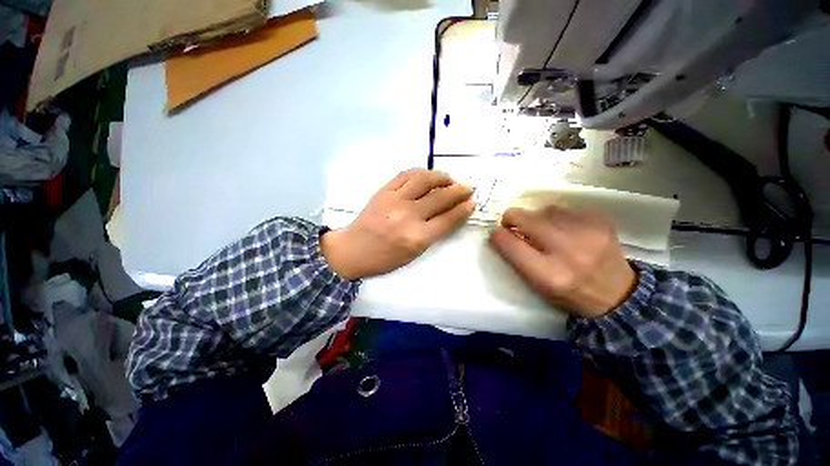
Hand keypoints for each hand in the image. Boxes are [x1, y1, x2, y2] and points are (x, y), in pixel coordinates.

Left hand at [322, 169, 474, 279]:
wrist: (352, 250)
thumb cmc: (385, 258)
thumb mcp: (414, 254)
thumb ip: (433, 234)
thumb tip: (449, 215)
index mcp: (417, 237)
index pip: (448, 219)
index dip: (463, 209)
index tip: (472, 202)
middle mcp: (408, 216)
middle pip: (440, 198)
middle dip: (458, 191)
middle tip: (467, 188)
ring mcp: (394, 200)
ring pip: (424, 180)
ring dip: (440, 177)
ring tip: (449, 178)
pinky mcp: (383, 191)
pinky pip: (405, 175)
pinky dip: (420, 172)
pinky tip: (426, 175)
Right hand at [489, 206, 636, 318]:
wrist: (616, 294)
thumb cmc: (568, 292)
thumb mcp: (536, 284)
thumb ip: (516, 258)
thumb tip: (501, 232)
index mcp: (549, 275)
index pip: (510, 244)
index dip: (498, 235)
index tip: (496, 233)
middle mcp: (568, 252)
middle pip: (526, 219)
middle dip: (512, 218)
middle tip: (511, 222)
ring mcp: (588, 233)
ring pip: (545, 210)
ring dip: (537, 218)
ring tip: (543, 229)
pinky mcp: (602, 221)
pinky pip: (566, 208)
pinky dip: (558, 216)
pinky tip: (565, 228)